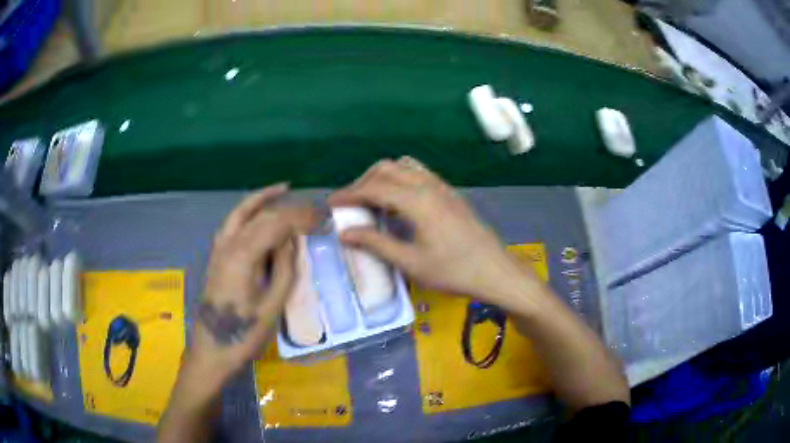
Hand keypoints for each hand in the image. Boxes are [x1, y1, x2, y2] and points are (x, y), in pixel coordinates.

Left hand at [188, 184, 317, 388]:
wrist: (213, 350)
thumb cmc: (246, 333)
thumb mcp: (273, 304)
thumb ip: (284, 267)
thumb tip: (292, 239)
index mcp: (243, 255)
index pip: (276, 224)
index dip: (301, 218)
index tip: (322, 218)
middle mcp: (228, 244)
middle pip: (260, 216)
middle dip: (287, 209)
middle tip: (311, 209)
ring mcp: (218, 249)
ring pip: (241, 214)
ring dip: (261, 200)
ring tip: (281, 190)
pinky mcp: (216, 257)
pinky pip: (232, 225)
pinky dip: (246, 213)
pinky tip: (256, 214)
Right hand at [328, 157, 540, 306]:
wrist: (495, 271)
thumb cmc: (453, 271)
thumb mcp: (411, 263)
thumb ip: (376, 244)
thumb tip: (345, 233)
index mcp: (417, 201)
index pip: (374, 188)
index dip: (349, 194)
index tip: (331, 203)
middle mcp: (428, 185)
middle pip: (386, 169)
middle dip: (363, 182)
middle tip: (350, 204)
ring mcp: (442, 187)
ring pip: (403, 167)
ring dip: (382, 177)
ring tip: (372, 201)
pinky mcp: (450, 193)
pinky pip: (418, 174)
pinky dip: (400, 180)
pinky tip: (398, 203)